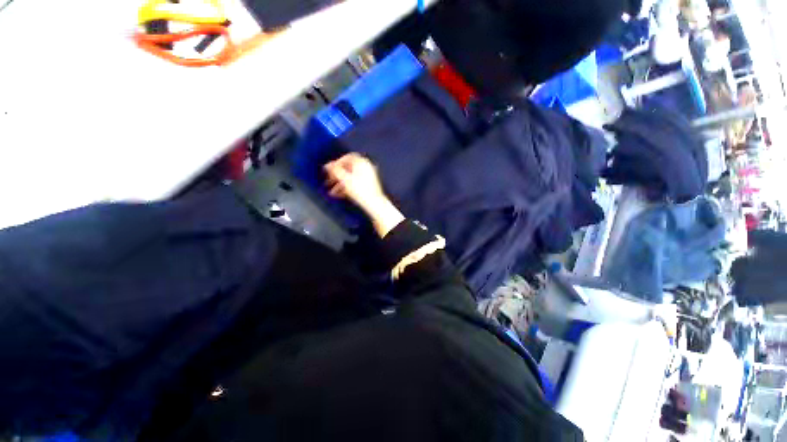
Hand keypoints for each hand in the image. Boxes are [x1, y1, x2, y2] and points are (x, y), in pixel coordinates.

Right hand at [324, 153, 386, 211]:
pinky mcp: (368, 186)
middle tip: (329, 181)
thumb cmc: (361, 190)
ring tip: (332, 192)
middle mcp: (366, 168)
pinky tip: (339, 195)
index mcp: (362, 162)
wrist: (374, 203)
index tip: (331, 169)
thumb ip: (335, 171)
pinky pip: (355, 184)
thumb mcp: (345, 179)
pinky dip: (347, 188)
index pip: (348, 158)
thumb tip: (328, 165)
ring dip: (340, 184)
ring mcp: (368, 177)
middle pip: (348, 169)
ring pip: (351, 178)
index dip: (337, 163)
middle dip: (337, 176)